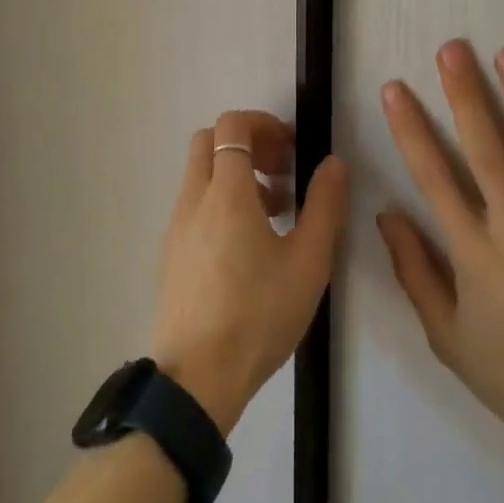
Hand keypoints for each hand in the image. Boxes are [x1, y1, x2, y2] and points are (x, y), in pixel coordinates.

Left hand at [150, 111, 348, 434]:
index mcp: (225, 192)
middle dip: (247, 143)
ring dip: (235, 174)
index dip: (262, 123)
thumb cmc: (257, 315)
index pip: (231, 125)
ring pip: (200, 173)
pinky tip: (248, 244)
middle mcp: (194, 198)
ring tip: (274, 211)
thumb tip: (333, 164)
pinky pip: (194, 204)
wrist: (197, 379)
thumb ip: (324, 206)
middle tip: (281, 171)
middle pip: (209, 141)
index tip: (290, 148)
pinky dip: (219, 201)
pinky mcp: (170, 252)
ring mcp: (176, 225)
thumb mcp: (308, 263)